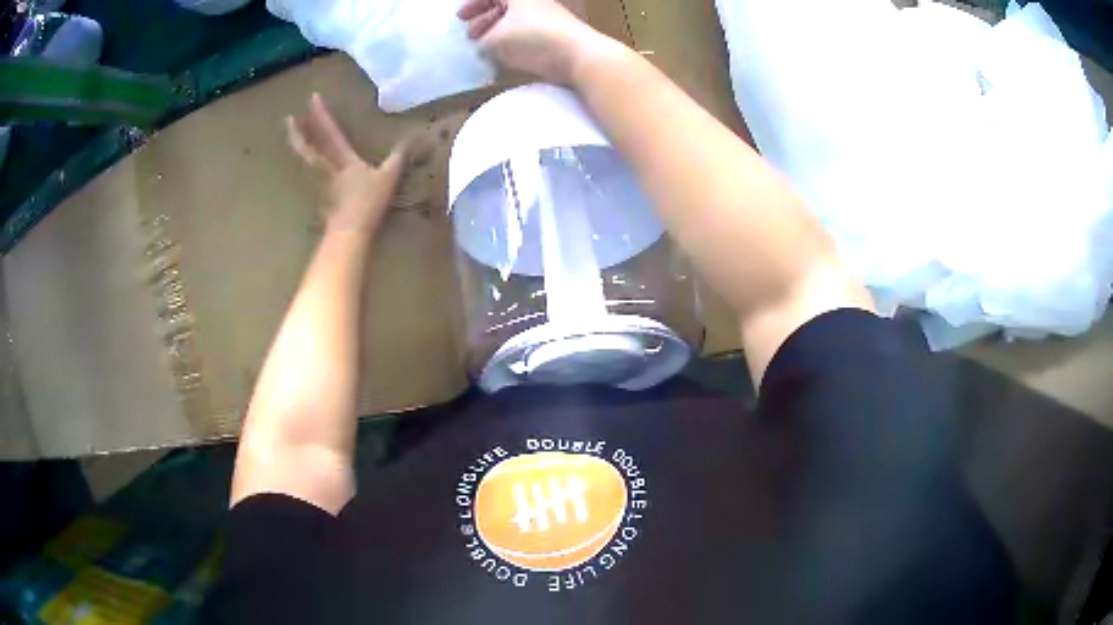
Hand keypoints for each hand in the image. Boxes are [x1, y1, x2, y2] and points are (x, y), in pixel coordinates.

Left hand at [286, 93, 407, 234]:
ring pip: (305, 162)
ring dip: (298, 148)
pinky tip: (306, 166)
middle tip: (288, 119)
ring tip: (293, 137)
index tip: (312, 97)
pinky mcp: (320, 198)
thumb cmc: (368, 202)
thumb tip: (410, 138)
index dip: (321, 114)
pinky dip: (305, 167)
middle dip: (297, 133)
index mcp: (343, 159)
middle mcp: (327, 168)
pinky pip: (310, 177)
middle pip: (307, 148)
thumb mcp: (389, 177)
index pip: (330, 132)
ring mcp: (321, 184)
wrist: (350, 232)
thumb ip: (397, 157)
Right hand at [458, 0, 606, 84]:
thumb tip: (479, 47)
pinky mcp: (555, 36)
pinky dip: (512, 42)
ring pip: (515, 21)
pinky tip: (503, 57)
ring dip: (496, 33)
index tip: (460, 18)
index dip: (473, 5)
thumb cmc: (534, 39)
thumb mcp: (495, 39)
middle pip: (503, 6)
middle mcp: (534, 2)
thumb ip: (481, 43)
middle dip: (483, 19)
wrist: (580, 56)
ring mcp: (547, 18)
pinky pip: (527, 34)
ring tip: (483, 48)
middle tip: (469, 34)